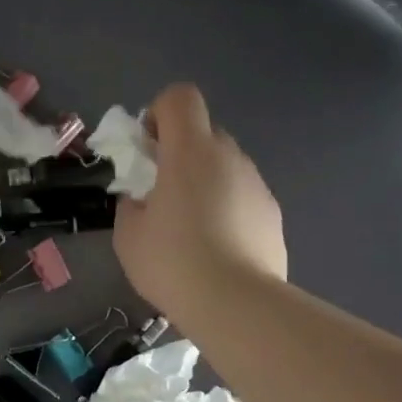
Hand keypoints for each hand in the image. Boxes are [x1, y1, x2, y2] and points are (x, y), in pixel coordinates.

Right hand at [113, 83, 285, 316]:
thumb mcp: (129, 235)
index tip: (148, 149)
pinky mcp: (273, 214)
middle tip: (164, 195)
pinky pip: (243, 197)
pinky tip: (219, 250)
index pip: (180, 97)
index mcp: (190, 151)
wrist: (236, 304)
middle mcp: (229, 157)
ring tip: (193, 231)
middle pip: (204, 133)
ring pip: (226, 167)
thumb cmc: (173, 263)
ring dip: (206, 183)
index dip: (159, 113)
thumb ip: (132, 204)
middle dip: (181, 153)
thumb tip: (143, 199)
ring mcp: (257, 184)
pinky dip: (228, 209)